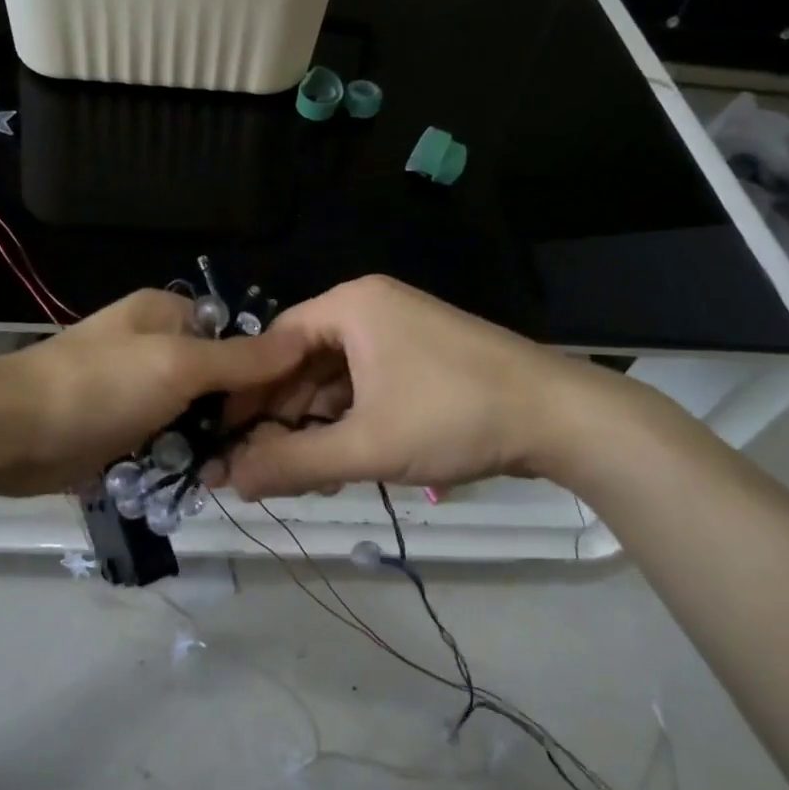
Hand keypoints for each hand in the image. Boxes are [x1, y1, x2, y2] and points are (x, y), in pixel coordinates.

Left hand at [0, 289, 305, 496]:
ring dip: (212, 441)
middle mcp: (154, 345)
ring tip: (243, 472)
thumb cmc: (99, 386)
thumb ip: (240, 358)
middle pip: (217, 377)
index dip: (265, 366)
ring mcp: (136, 389)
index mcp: (167, 314)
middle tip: (270, 448)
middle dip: (239, 412)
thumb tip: (300, 339)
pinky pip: (166, 440)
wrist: (11, 433)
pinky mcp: (120, 428)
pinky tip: (206, 481)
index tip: (293, 406)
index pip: (235, 333)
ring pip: (194, 414)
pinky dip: (182, 458)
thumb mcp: (178, 365)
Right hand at [223, 275, 636, 498]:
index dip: (246, 393)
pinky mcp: (423, 355)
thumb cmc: (453, 417)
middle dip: (283, 416)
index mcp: (350, 306)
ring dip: (315, 424)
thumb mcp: (366, 445)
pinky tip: (343, 460)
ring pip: (336, 377)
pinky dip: (349, 419)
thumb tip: (228, 483)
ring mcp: (400, 329)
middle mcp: (370, 307)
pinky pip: (367, 382)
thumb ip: (293, 464)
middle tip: (263, 467)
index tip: (225, 438)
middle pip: (304, 361)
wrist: (562, 417)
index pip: (274, 343)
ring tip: (304, 474)